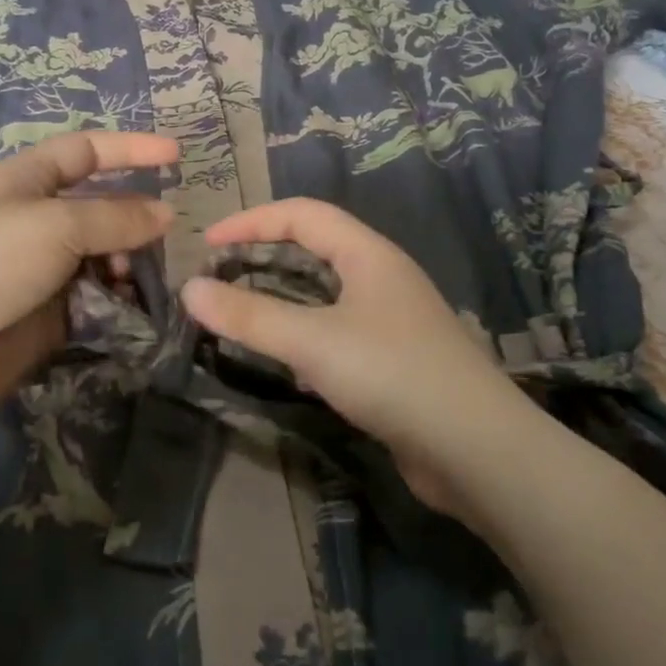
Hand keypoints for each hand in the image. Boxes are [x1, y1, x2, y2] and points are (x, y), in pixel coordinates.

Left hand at [0, 131, 177, 425]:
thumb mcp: (53, 225)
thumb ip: (115, 217)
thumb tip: (165, 215)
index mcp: (24, 182)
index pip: (84, 152)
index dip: (129, 148)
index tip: (176, 155)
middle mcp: (35, 222)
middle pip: (99, 208)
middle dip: (134, 218)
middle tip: (165, 237)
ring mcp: (42, 271)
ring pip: (103, 257)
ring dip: (127, 263)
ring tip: (137, 279)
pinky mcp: (50, 316)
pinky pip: (96, 299)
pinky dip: (117, 300)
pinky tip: (130, 307)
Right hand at [180, 198, 519, 518]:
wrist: (476, 450)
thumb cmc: (393, 375)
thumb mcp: (312, 341)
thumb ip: (249, 315)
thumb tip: (189, 290)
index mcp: (369, 255)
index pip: (303, 214)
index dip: (251, 221)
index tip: (207, 245)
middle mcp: (383, 278)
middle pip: (315, 249)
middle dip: (264, 256)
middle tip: (219, 278)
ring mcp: (392, 320)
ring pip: (325, 294)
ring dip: (282, 297)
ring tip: (241, 314)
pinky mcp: (393, 360)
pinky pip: (336, 331)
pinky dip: (303, 333)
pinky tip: (284, 360)